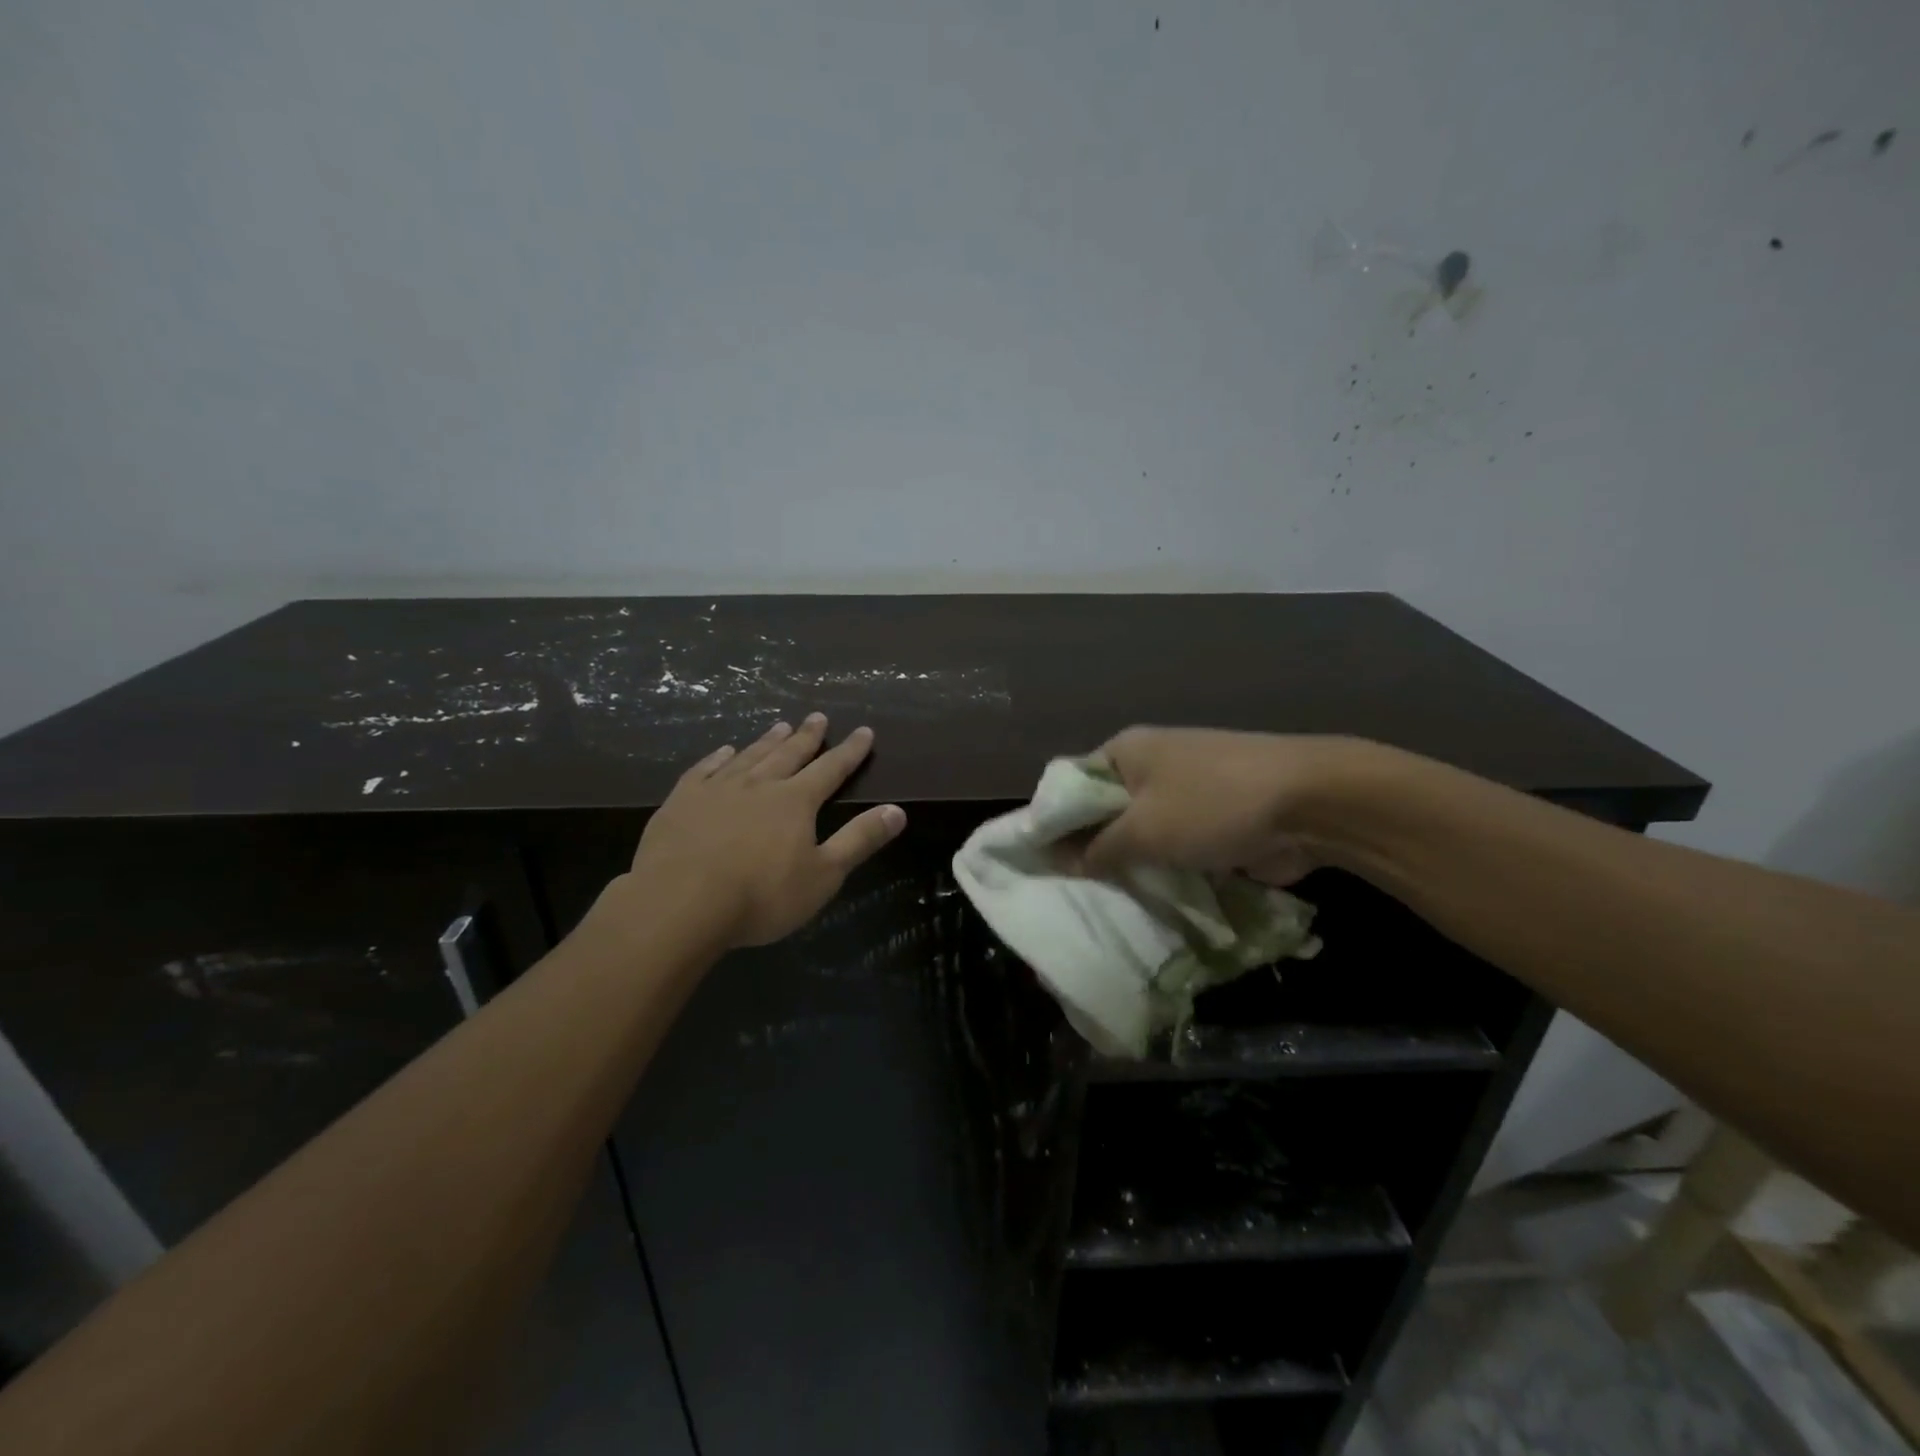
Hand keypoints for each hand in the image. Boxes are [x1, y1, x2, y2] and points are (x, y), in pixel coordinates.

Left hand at [623, 714, 907, 947]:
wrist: (681, 903)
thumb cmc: (761, 896)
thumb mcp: (824, 875)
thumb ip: (860, 840)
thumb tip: (897, 811)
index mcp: (795, 801)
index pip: (831, 769)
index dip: (850, 751)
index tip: (864, 731)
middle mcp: (759, 785)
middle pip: (789, 754)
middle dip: (807, 736)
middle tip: (818, 717)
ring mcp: (717, 789)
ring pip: (749, 756)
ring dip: (767, 741)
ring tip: (780, 726)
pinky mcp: (682, 800)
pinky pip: (705, 769)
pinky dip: (718, 757)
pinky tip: (724, 751)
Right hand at [1081, 726, 1352, 883]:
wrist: (1310, 802)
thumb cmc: (1211, 805)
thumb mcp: (1142, 831)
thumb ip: (1096, 849)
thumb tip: (1060, 861)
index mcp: (1126, 750)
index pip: (1071, 785)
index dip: (1054, 823)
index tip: (1042, 865)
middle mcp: (1151, 764)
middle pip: (1107, 811)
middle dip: (1095, 850)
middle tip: (1075, 892)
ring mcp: (1187, 790)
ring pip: (1144, 833)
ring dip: (1134, 865)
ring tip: (1109, 903)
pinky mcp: (1215, 818)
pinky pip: (1176, 847)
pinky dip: (1166, 870)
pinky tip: (1151, 902)